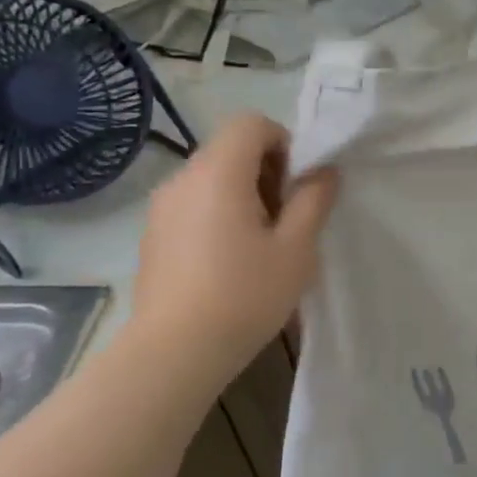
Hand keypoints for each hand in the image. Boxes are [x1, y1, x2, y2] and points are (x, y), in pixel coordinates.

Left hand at [126, 114, 338, 384]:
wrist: (174, 353)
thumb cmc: (244, 294)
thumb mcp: (296, 248)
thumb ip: (314, 200)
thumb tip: (324, 171)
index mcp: (218, 172)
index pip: (251, 123)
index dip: (284, 142)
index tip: (298, 186)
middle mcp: (183, 178)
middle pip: (231, 149)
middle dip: (267, 171)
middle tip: (287, 219)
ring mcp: (161, 207)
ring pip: (212, 178)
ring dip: (243, 195)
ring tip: (260, 244)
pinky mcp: (152, 235)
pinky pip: (193, 204)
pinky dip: (218, 214)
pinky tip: (229, 262)